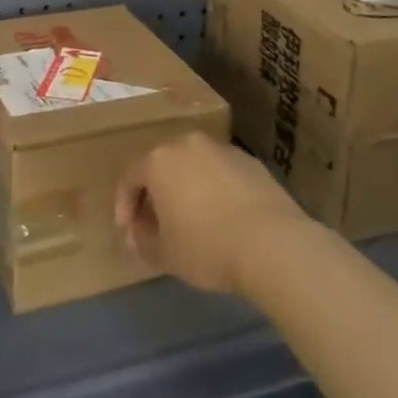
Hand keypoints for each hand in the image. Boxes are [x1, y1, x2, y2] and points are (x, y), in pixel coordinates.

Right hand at [116, 132, 308, 294]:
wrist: (273, 242)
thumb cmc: (207, 247)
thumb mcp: (165, 254)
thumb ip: (142, 240)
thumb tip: (137, 232)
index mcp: (159, 160)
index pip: (130, 176)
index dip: (125, 204)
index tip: (129, 231)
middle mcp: (187, 144)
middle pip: (162, 164)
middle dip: (155, 192)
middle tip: (157, 222)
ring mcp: (221, 148)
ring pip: (193, 165)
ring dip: (186, 187)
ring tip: (192, 219)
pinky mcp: (249, 160)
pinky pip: (220, 172)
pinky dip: (214, 189)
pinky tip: (223, 216)